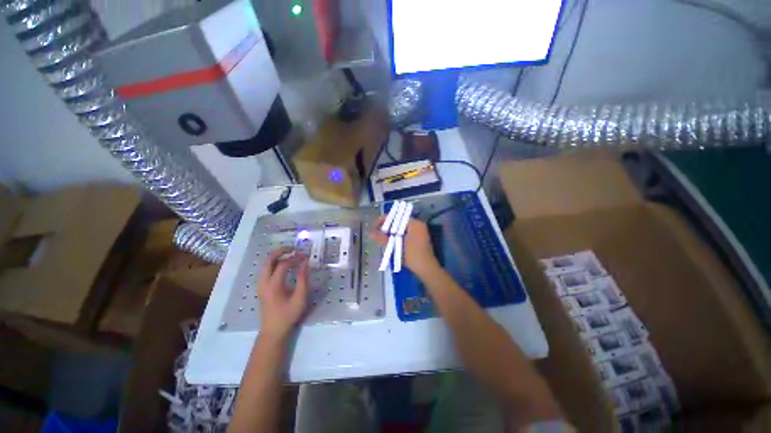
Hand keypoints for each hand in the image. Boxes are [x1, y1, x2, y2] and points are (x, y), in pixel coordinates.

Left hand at [256, 248, 309, 340]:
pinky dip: (275, 262)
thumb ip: (303, 279)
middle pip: (269, 260)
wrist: (273, 331)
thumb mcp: (300, 298)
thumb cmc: (288, 315)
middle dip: (281, 251)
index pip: (283, 264)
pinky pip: (266, 269)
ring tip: (291, 254)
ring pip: (266, 263)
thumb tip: (306, 263)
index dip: (295, 258)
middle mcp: (263, 282)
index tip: (306, 256)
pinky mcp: (261, 287)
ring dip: (278, 256)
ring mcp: (260, 284)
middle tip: (294, 249)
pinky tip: (285, 264)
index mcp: (273, 285)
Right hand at [370, 216, 438, 276]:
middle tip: (377, 231)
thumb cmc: (412, 256)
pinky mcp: (420, 238)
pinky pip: (406, 232)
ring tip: (382, 236)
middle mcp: (418, 224)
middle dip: (387, 225)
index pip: (396, 216)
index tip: (374, 226)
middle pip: (399, 221)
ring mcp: (420, 231)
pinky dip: (398, 235)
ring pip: (402, 227)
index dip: (384, 220)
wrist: (427, 269)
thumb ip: (383, 238)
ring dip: (392, 231)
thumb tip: (370, 233)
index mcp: (414, 223)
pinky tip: (391, 240)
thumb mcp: (396, 246)